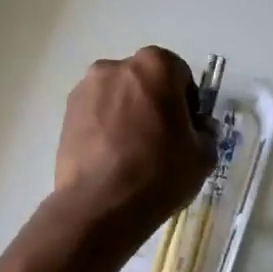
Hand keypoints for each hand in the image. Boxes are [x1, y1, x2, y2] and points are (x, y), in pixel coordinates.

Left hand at [53, 47, 216, 239]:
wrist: (99, 205)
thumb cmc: (158, 173)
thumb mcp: (203, 156)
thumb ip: (206, 132)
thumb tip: (197, 127)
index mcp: (155, 66)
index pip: (179, 74)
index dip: (186, 102)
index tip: (185, 130)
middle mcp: (116, 66)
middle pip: (144, 81)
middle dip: (153, 103)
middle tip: (159, 140)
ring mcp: (86, 88)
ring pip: (117, 97)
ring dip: (126, 114)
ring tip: (131, 153)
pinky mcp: (66, 113)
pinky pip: (95, 114)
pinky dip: (104, 128)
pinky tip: (110, 158)